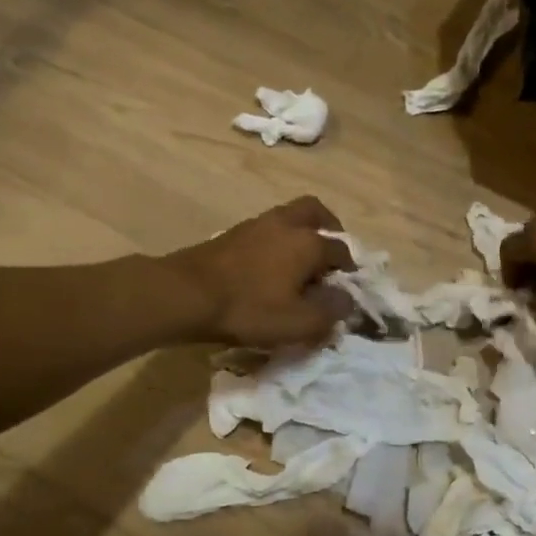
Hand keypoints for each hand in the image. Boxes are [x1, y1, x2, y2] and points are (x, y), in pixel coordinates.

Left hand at [163, 197, 355, 347]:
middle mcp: (286, 224)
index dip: (350, 270)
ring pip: (289, 218)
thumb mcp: (297, 323)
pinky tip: (271, 268)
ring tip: (299, 265)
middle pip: (316, 212)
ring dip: (300, 235)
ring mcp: (257, 225)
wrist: (185, 294)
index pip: (342, 250)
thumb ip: (330, 312)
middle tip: (329, 255)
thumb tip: (347, 301)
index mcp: (308, 242)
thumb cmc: (248, 308)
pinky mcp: (233, 234)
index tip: (348, 288)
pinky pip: (267, 230)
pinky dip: (278, 242)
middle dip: (329, 229)